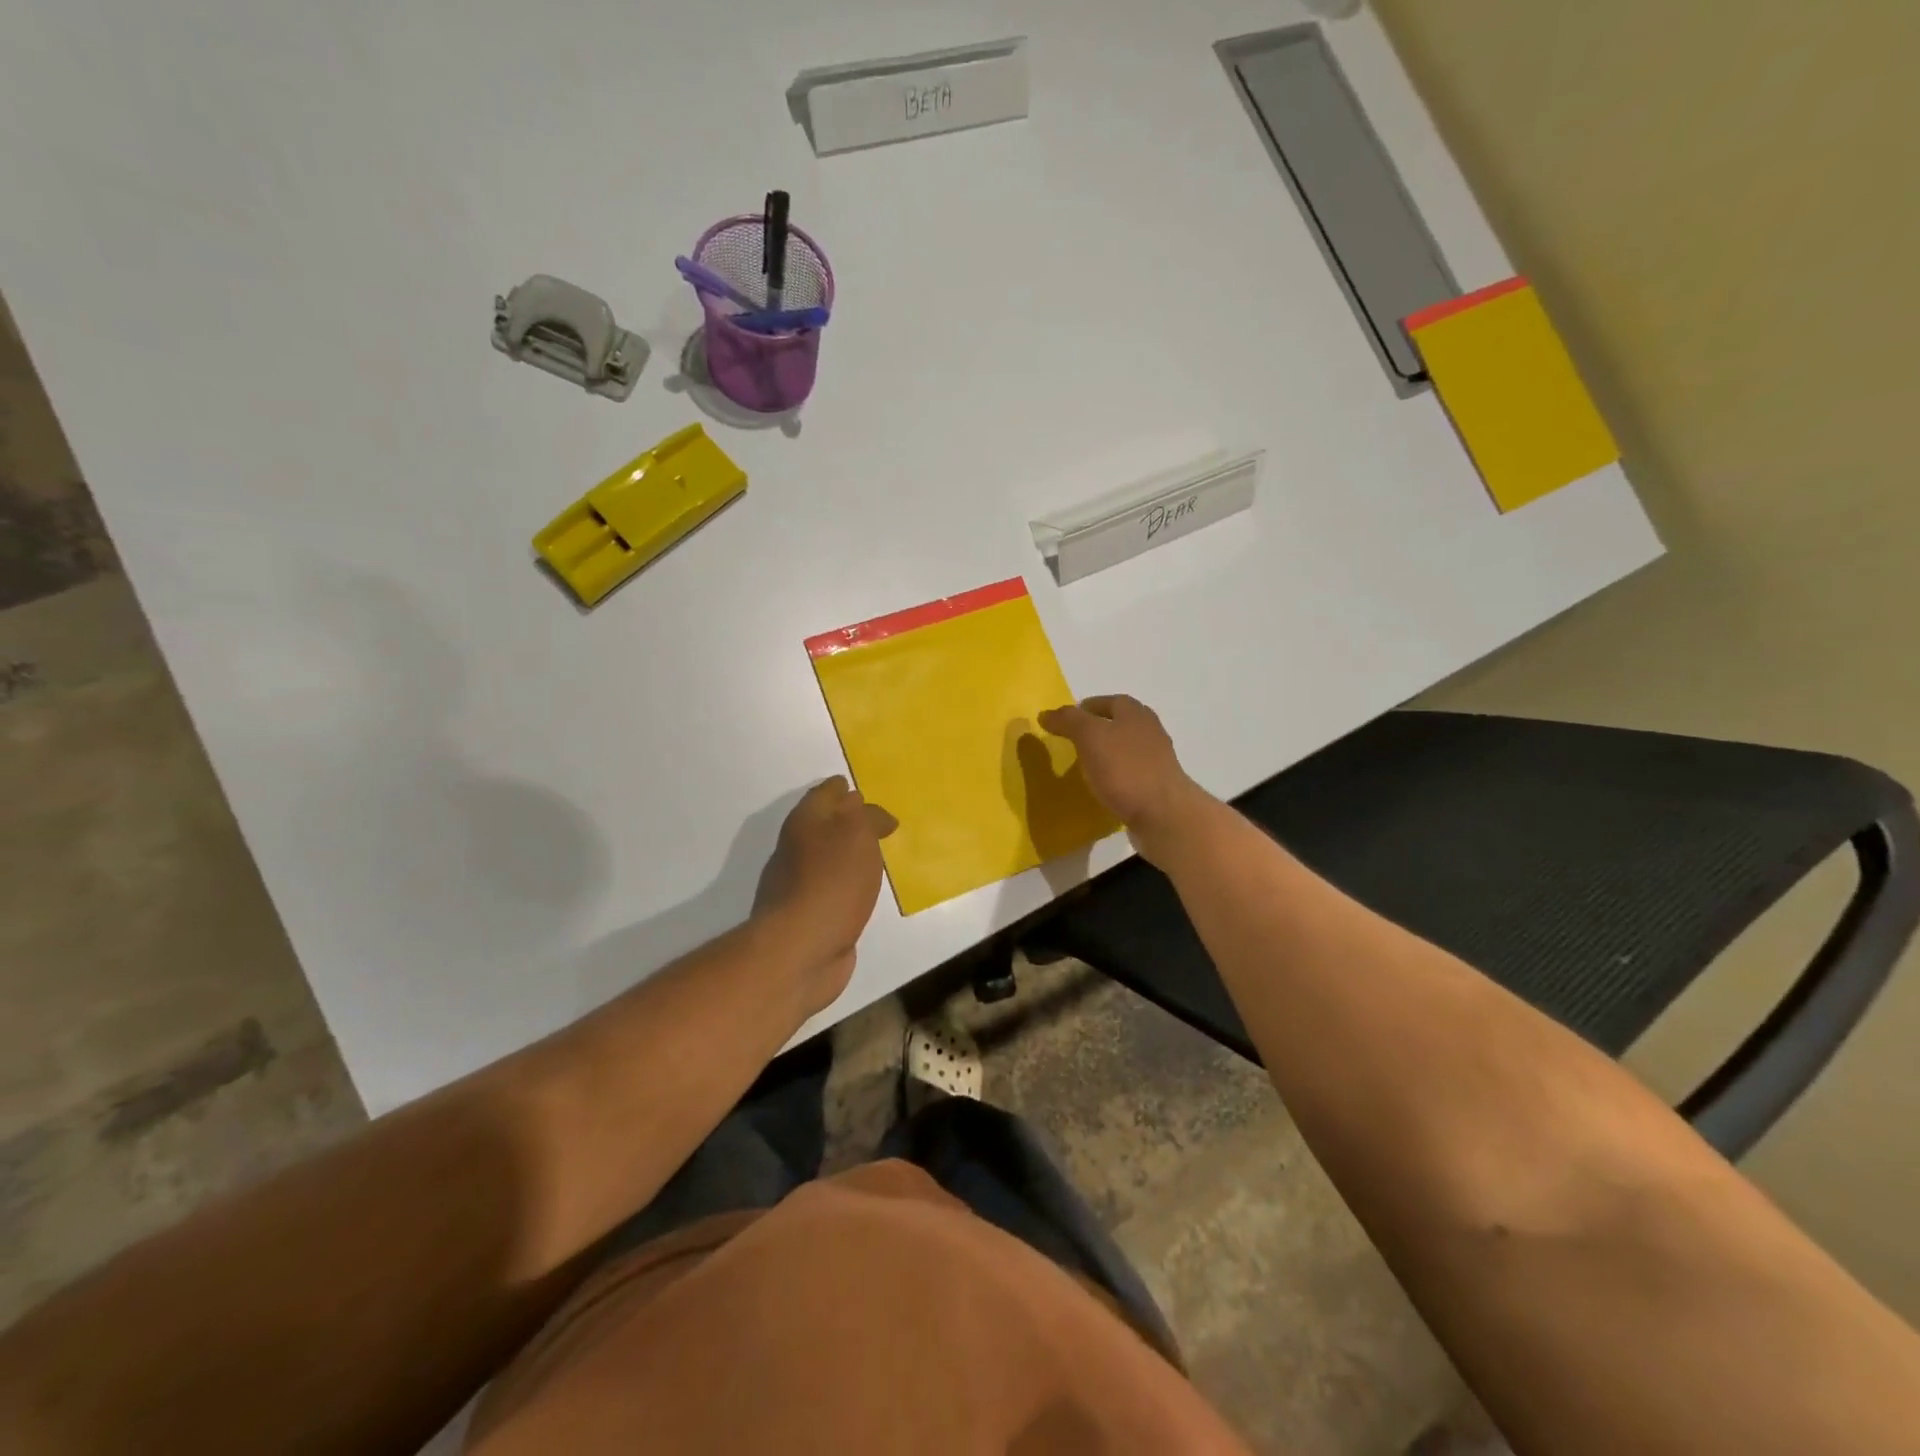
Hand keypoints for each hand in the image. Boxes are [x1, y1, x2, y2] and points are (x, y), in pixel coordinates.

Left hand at [754, 777, 896, 1012]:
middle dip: (843, 821)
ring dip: (846, 855)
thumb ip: (865, 816)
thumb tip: (866, 809)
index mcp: (804, 823)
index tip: (854, 787)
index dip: (839, 789)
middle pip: (821, 826)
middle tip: (871, 820)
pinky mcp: (808, 918)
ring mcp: (797, 887)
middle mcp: (795, 850)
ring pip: (826, 860)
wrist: (801, 949)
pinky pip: (832, 891)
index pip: (823, 795)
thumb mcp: (857, 834)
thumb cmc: (832, 882)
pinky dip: (846, 886)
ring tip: (873, 854)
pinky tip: (861, 891)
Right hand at [1037, 695, 1208, 860]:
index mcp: (1136, 714)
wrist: (1163, 814)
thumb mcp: (1090, 736)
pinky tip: (1101, 788)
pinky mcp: (1156, 786)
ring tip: (1083, 766)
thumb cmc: (1125, 768)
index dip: (1087, 707)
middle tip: (1072, 741)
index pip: (1110, 701)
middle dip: (1098, 729)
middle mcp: (1150, 732)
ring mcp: (1156, 760)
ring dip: (1107, 754)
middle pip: (1121, 724)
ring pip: (1126, 749)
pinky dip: (1115, 776)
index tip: (1066, 719)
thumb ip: (1069, 721)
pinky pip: (1130, 774)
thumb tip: (1047, 713)